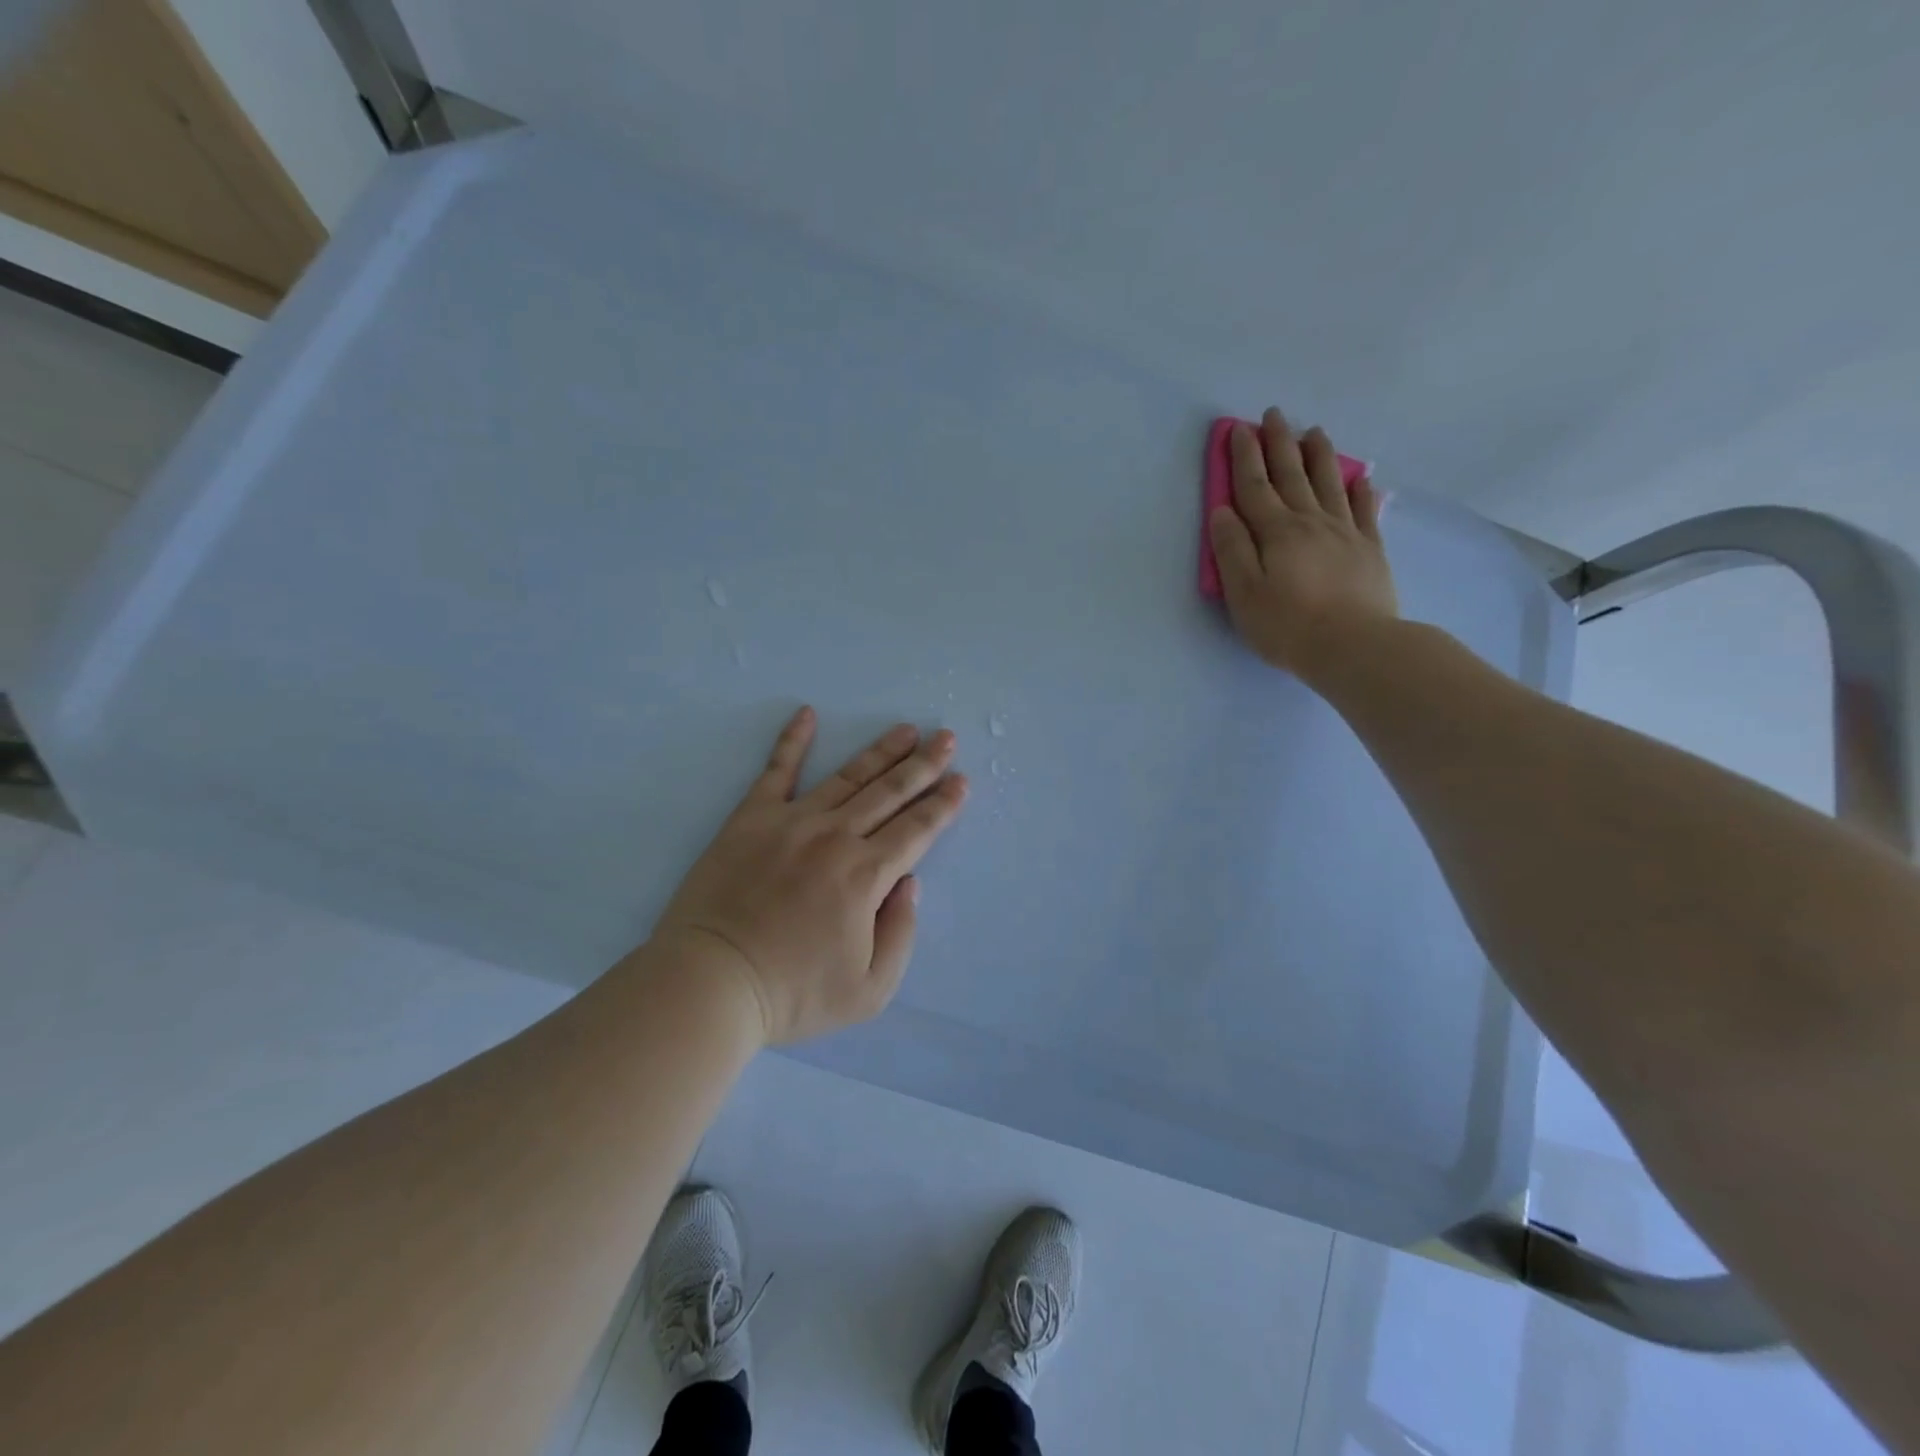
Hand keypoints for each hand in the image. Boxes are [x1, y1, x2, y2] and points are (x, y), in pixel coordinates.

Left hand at [653, 708, 968, 1044]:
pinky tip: (807, 714)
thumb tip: (909, 883)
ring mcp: (792, 821)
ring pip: (848, 776)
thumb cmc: (793, 994)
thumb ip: (901, 933)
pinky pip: (776, 770)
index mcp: (867, 876)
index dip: (943, 805)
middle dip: (923, 765)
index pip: (917, 830)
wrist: (710, 984)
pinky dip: (792, 740)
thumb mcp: (870, 990)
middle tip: (946, 738)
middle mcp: (836, 837)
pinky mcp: (751, 818)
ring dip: (881, 751)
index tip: (961, 782)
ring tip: (905, 730)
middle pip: (890, 793)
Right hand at [1209, 408, 1397, 680]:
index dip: (1244, 457)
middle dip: (1280, 443)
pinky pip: (1364, 511)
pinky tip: (1360, 478)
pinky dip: (1359, 490)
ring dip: (1319, 456)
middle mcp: (1311, 522)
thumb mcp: (1243, 594)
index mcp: (1276, 532)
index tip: (1238, 429)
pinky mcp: (1370, 550)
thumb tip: (1222, 512)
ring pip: (1329, 484)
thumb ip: (1232, 550)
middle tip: (1274, 414)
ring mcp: (1345, 533)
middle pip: (1292, 476)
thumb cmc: (1287, 626)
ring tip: (1314, 431)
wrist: (1354, 646)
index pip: (1254, 487)